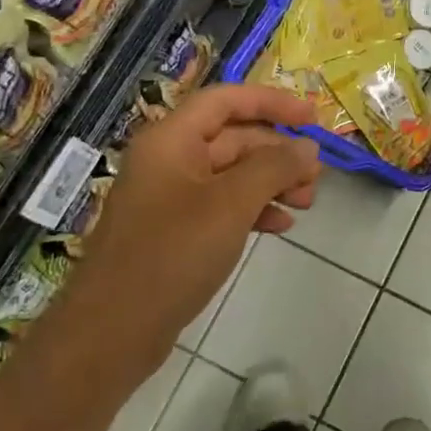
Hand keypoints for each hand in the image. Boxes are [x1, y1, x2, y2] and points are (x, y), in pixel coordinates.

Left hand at [71, 84, 320, 378]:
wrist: (112, 331)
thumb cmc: (172, 255)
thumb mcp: (231, 205)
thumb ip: (273, 168)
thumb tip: (307, 148)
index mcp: (172, 140)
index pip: (226, 100)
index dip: (272, 102)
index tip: (313, 118)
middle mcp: (169, 160)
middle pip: (233, 138)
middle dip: (278, 152)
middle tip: (317, 176)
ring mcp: (170, 197)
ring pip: (232, 174)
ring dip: (272, 182)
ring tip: (308, 202)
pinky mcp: (175, 231)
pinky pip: (222, 206)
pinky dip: (253, 210)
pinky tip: (281, 226)